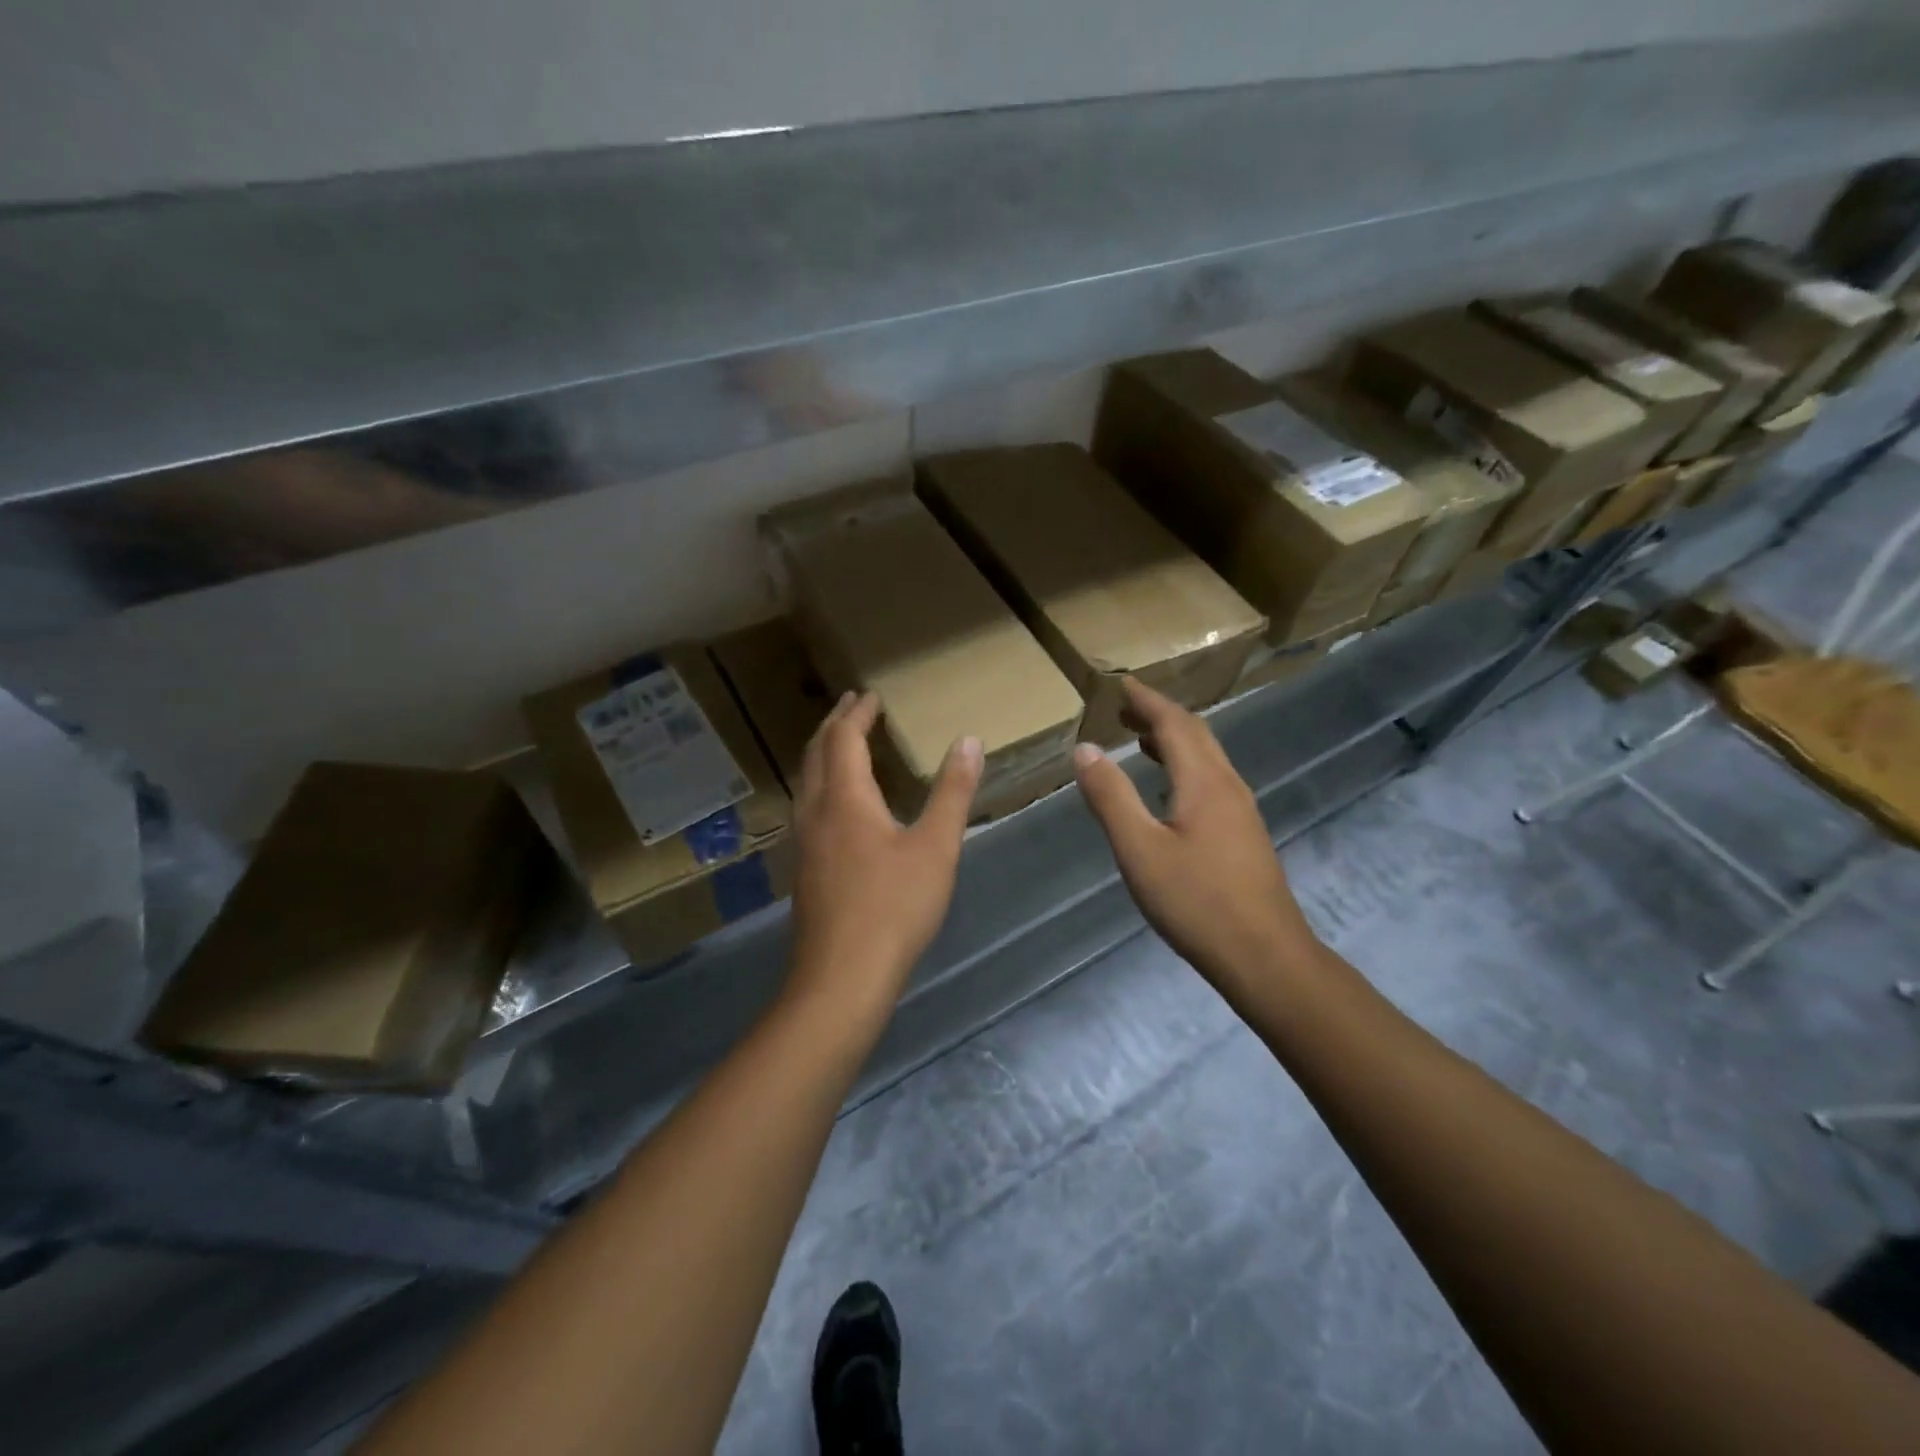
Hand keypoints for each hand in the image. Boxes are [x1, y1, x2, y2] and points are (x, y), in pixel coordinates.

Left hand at [787, 691, 981, 1022]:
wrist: (843, 976)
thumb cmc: (894, 906)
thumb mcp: (936, 847)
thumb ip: (952, 792)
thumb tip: (969, 741)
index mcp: (845, 798)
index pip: (844, 738)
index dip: (857, 713)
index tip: (872, 694)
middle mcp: (815, 812)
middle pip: (816, 753)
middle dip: (833, 724)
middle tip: (852, 705)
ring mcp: (804, 842)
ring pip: (806, 781)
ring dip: (823, 753)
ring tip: (842, 744)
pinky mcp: (804, 868)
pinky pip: (807, 806)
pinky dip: (822, 783)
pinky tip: (837, 804)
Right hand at [1072, 678, 1318, 1000]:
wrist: (1265, 956)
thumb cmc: (1196, 902)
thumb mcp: (1139, 849)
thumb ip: (1111, 797)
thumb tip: (1085, 748)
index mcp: (1203, 782)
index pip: (1175, 723)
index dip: (1147, 701)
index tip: (1121, 685)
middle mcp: (1228, 785)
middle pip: (1196, 734)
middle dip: (1160, 716)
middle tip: (1125, 710)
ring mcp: (1241, 811)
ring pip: (1207, 758)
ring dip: (1174, 741)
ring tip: (1140, 741)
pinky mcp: (1244, 834)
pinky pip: (1212, 780)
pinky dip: (1185, 767)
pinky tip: (1170, 790)